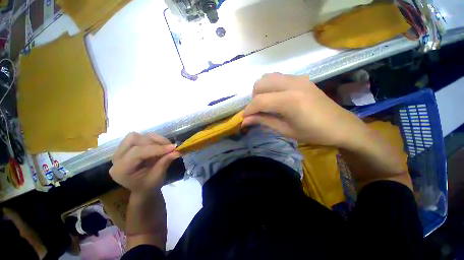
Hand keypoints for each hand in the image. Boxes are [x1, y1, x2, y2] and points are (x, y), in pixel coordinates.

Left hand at [109, 132, 179, 194]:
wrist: (143, 188)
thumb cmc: (149, 186)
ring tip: (165, 146)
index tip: (173, 148)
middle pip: (134, 140)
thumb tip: (177, 151)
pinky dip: (153, 139)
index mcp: (121, 170)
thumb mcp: (157, 177)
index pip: (137, 152)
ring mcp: (121, 151)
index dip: (156, 148)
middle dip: (154, 142)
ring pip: (136, 136)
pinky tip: (161, 145)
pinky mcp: (128, 147)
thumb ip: (165, 162)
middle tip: (169, 148)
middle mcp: (117, 158)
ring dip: (154, 139)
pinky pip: (141, 136)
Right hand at [243, 73, 366, 147]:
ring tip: (266, 104)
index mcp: (290, 101)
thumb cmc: (313, 133)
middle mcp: (292, 84)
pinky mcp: (301, 78)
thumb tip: (245, 120)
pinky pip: (278, 77)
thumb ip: (263, 121)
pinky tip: (276, 98)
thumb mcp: (285, 130)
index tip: (244, 118)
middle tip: (258, 111)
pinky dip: (270, 86)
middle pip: (260, 84)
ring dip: (261, 90)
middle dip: (254, 98)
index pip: (259, 101)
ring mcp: (297, 78)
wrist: (341, 126)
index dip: (248, 110)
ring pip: (267, 77)